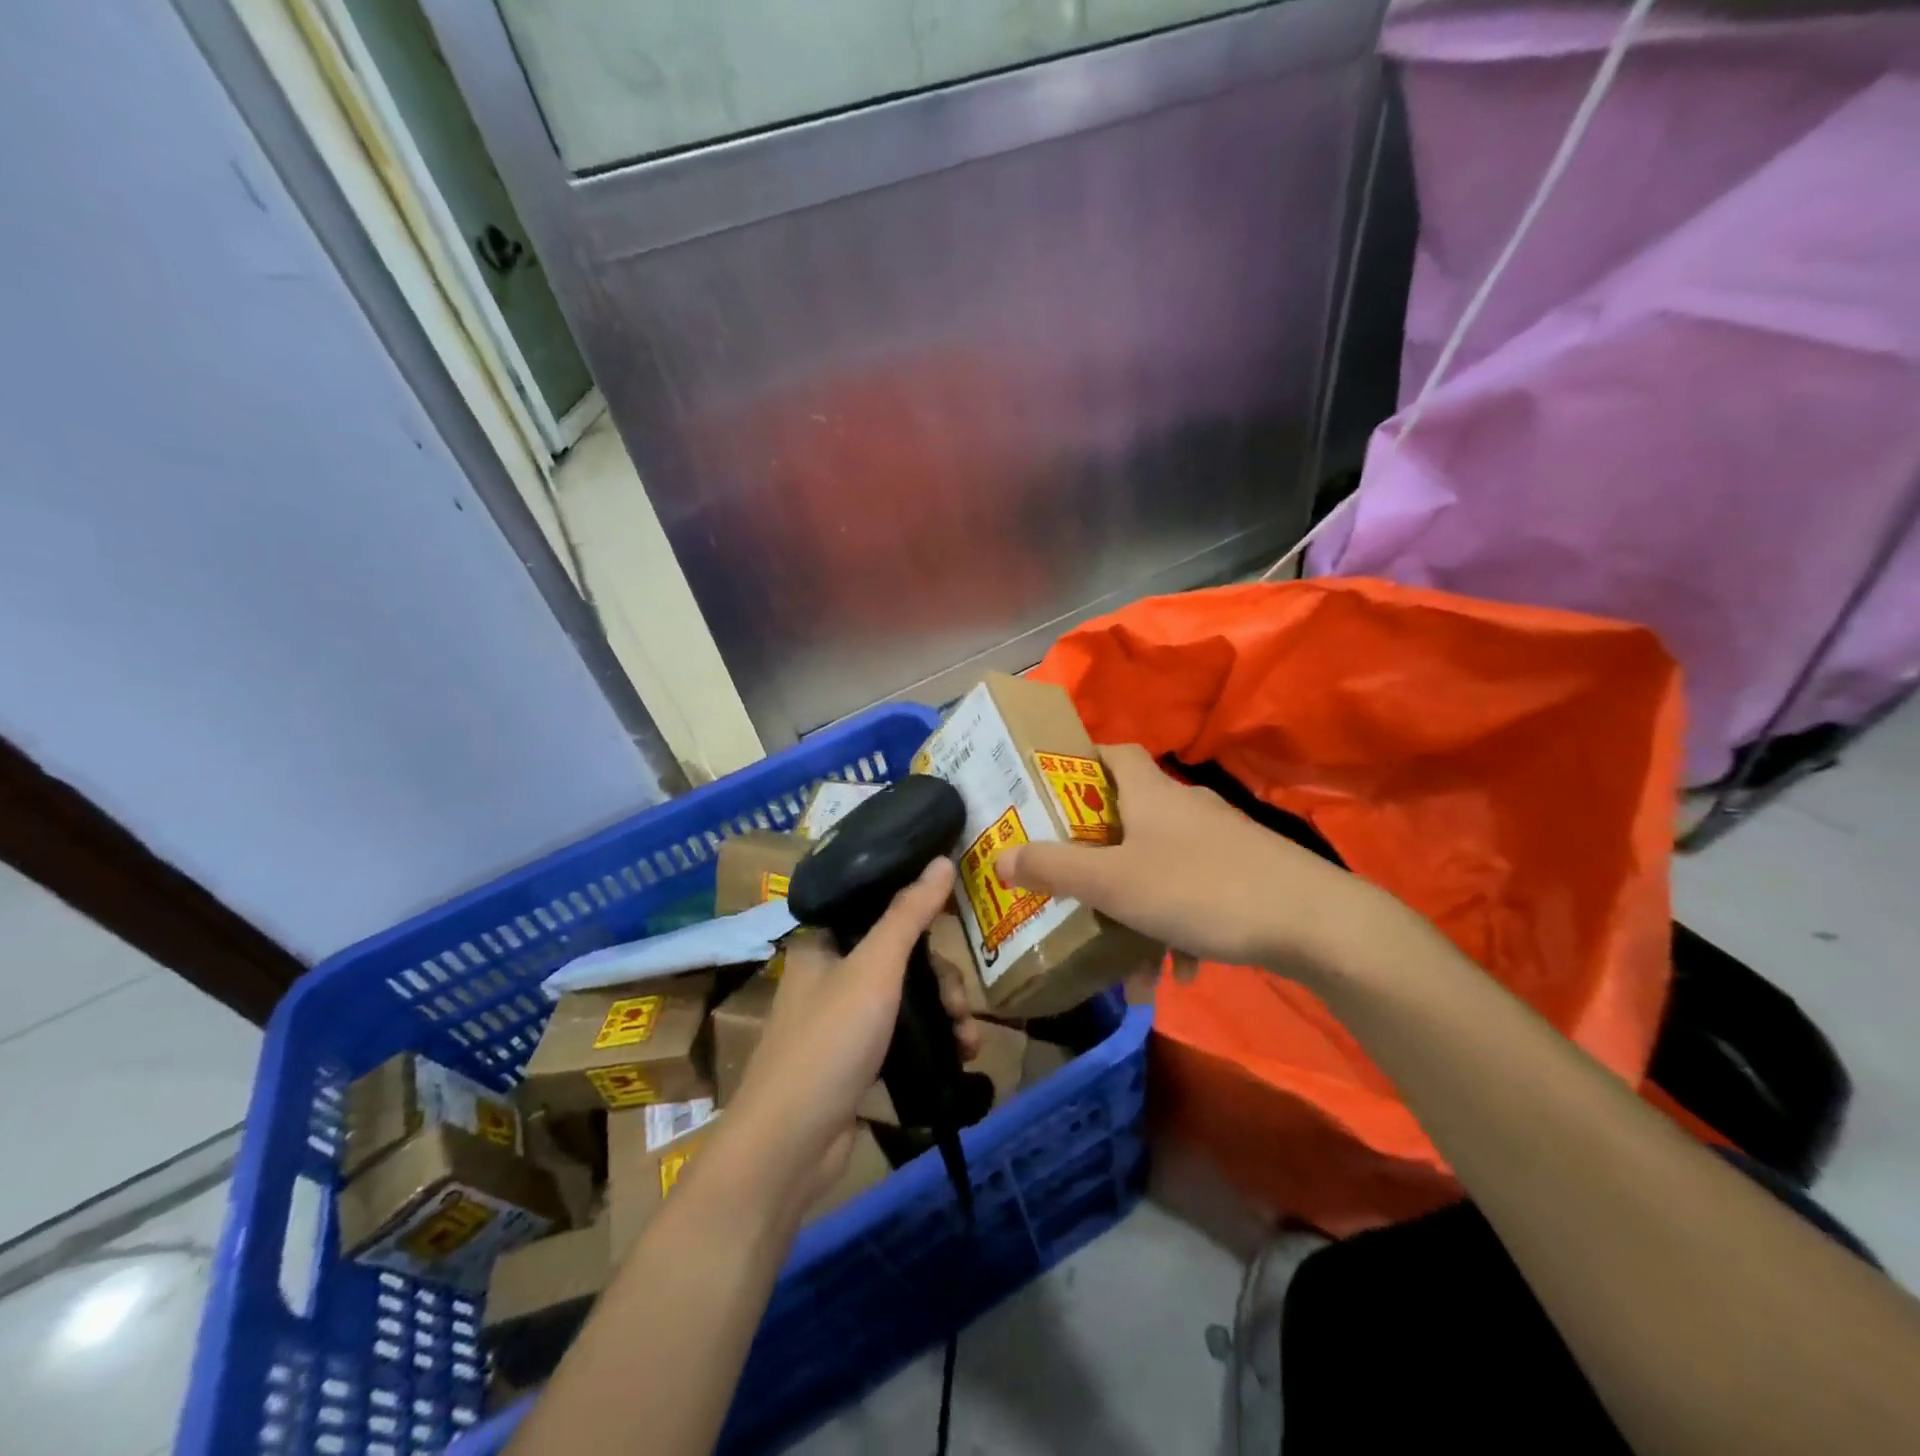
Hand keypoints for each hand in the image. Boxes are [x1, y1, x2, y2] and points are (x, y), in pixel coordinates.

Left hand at [726, 858, 962, 1210]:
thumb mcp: (874, 969)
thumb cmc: (829, 1042)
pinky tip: (960, 1058)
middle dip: (942, 980)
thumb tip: (942, 859)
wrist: (789, 1147)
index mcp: (823, 944)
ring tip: (969, 1042)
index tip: (957, 920)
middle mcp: (830, 976)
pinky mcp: (856, 1061)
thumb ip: (909, 914)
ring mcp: (843, 1021)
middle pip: (901, 958)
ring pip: (907, 999)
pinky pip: (904, 1037)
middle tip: (961, 1005)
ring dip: (945, 1015)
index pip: (878, 909)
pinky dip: (933, 1043)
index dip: (919, 911)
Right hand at [994, 744, 1363, 982]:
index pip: (1111, 752)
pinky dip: (1177, 925)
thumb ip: (1055, 870)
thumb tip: (1001, 857)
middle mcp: (1183, 807)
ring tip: (1120, 953)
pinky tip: (1178, 971)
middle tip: (1068, 875)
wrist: (1314, 922)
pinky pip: (1194, 893)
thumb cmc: (1200, 888)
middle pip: (1129, 814)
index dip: (1079, 762)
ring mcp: (1219, 841)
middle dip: (1097, 849)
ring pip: (1159, 863)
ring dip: (1136, 903)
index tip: (1049, 791)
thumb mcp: (1114, 883)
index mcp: (1150, 793)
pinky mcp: (1246, 873)